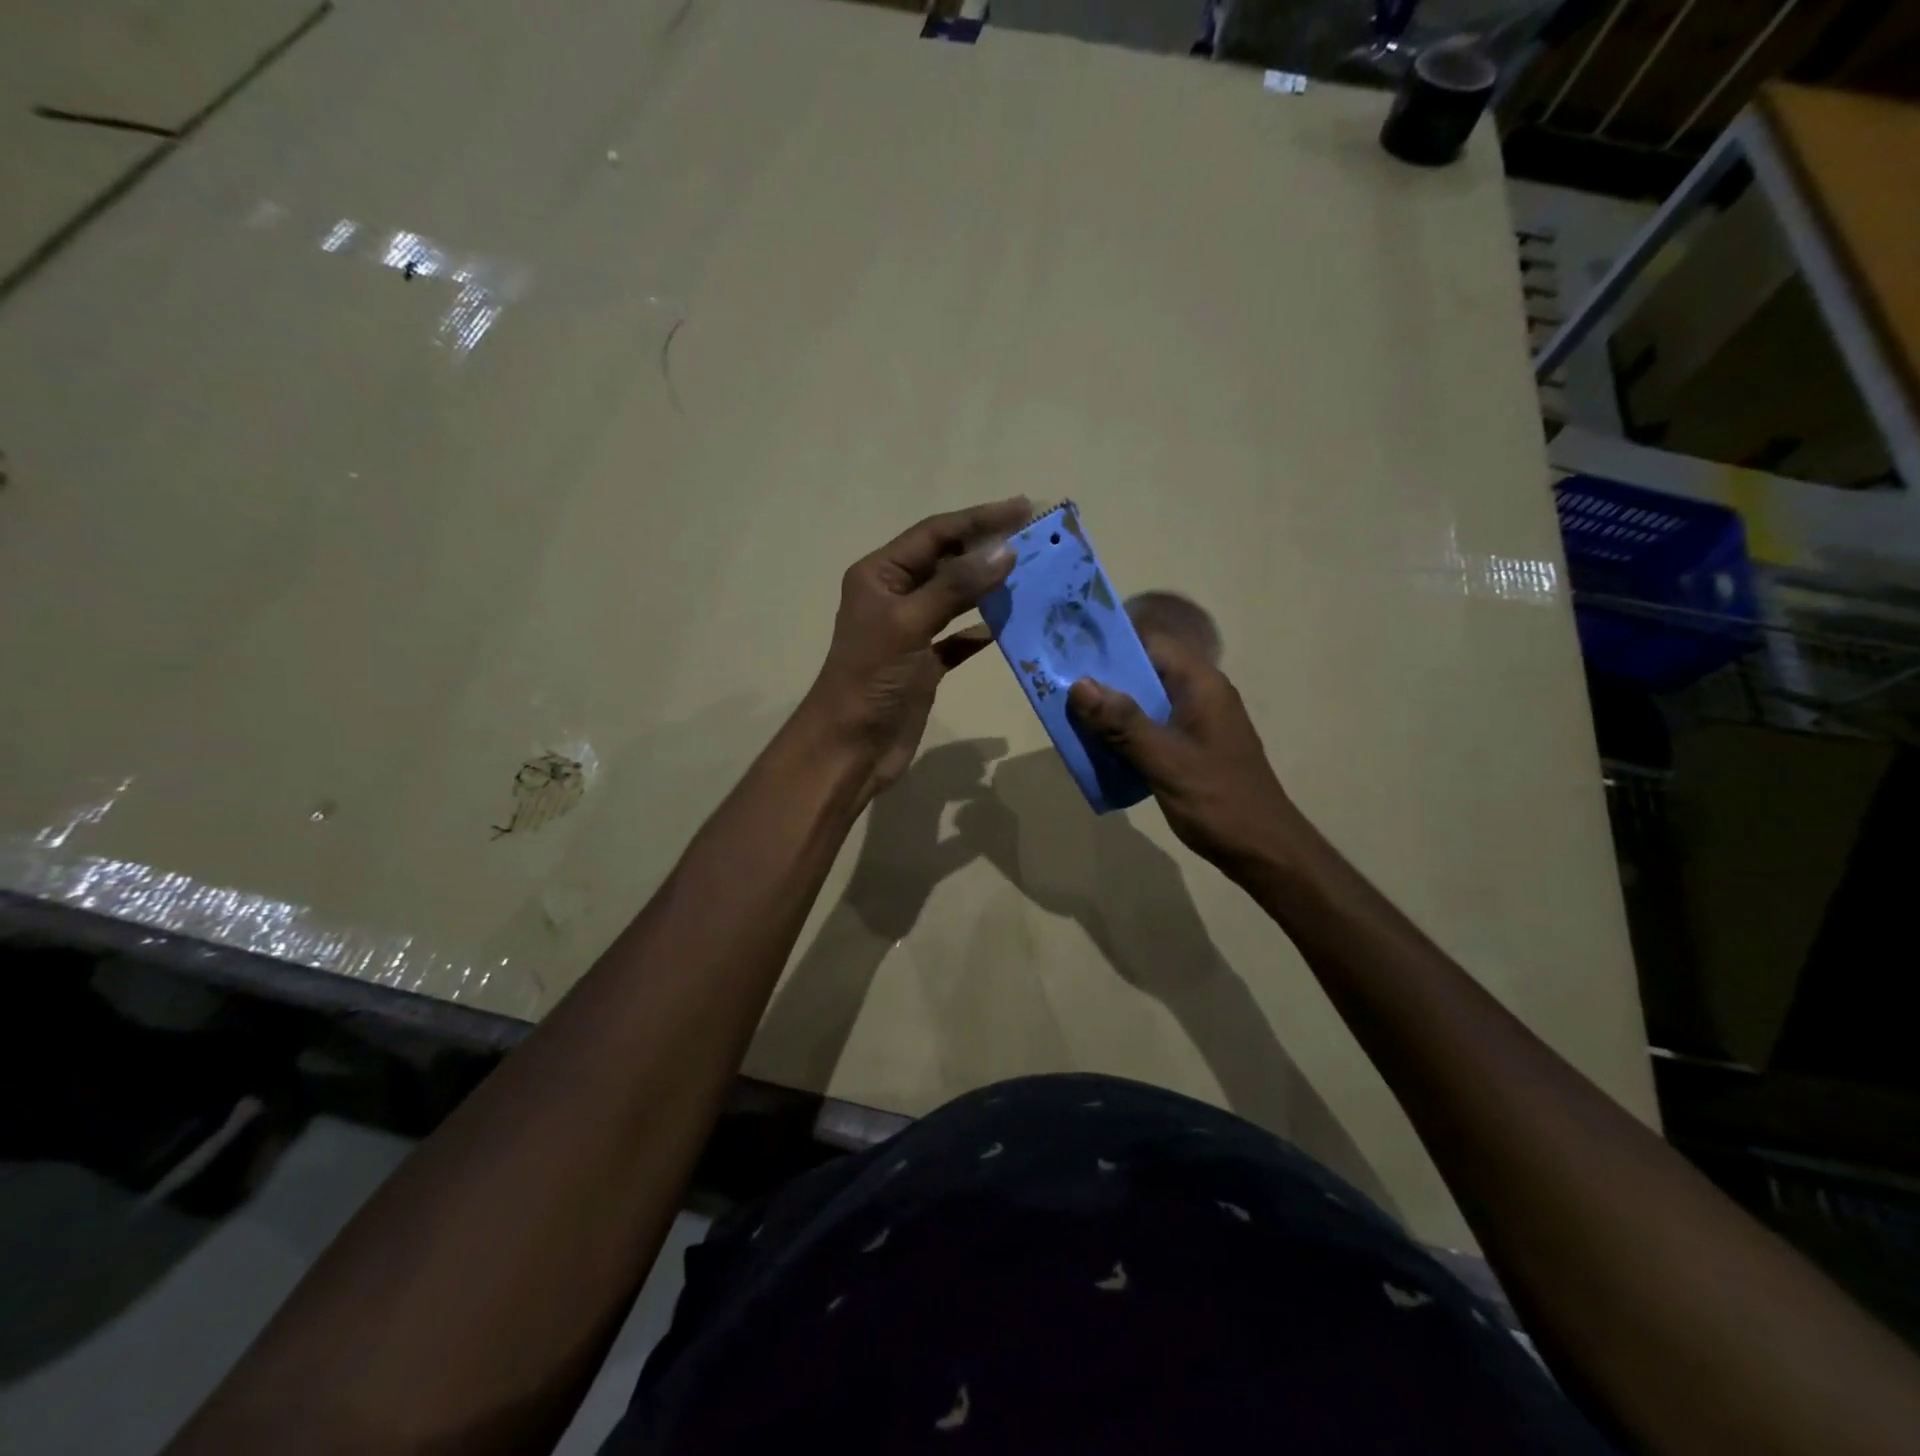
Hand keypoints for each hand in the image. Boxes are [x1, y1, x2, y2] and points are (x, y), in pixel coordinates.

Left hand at [803, 497, 1030, 798]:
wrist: (850, 748)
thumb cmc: (871, 680)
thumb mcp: (909, 625)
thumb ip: (955, 587)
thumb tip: (1004, 550)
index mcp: (879, 575)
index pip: (935, 534)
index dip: (979, 519)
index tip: (1025, 508)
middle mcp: (894, 596)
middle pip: (947, 561)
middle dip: (987, 548)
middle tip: (1037, 539)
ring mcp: (910, 631)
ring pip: (956, 597)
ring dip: (989, 586)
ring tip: (1032, 574)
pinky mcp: (924, 664)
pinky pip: (959, 638)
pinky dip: (981, 631)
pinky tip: (1009, 625)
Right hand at [1067, 633, 1297, 878]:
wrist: (1263, 850)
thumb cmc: (1218, 800)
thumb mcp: (1164, 760)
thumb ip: (1122, 722)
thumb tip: (1079, 685)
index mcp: (1201, 685)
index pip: (1152, 644)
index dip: (1112, 644)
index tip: (1070, 652)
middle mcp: (1201, 695)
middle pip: (1146, 671)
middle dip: (1104, 680)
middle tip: (1058, 687)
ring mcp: (1198, 722)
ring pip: (1146, 702)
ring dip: (1111, 710)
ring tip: (1069, 717)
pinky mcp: (1192, 748)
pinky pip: (1152, 728)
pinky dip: (1126, 734)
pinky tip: (1098, 748)